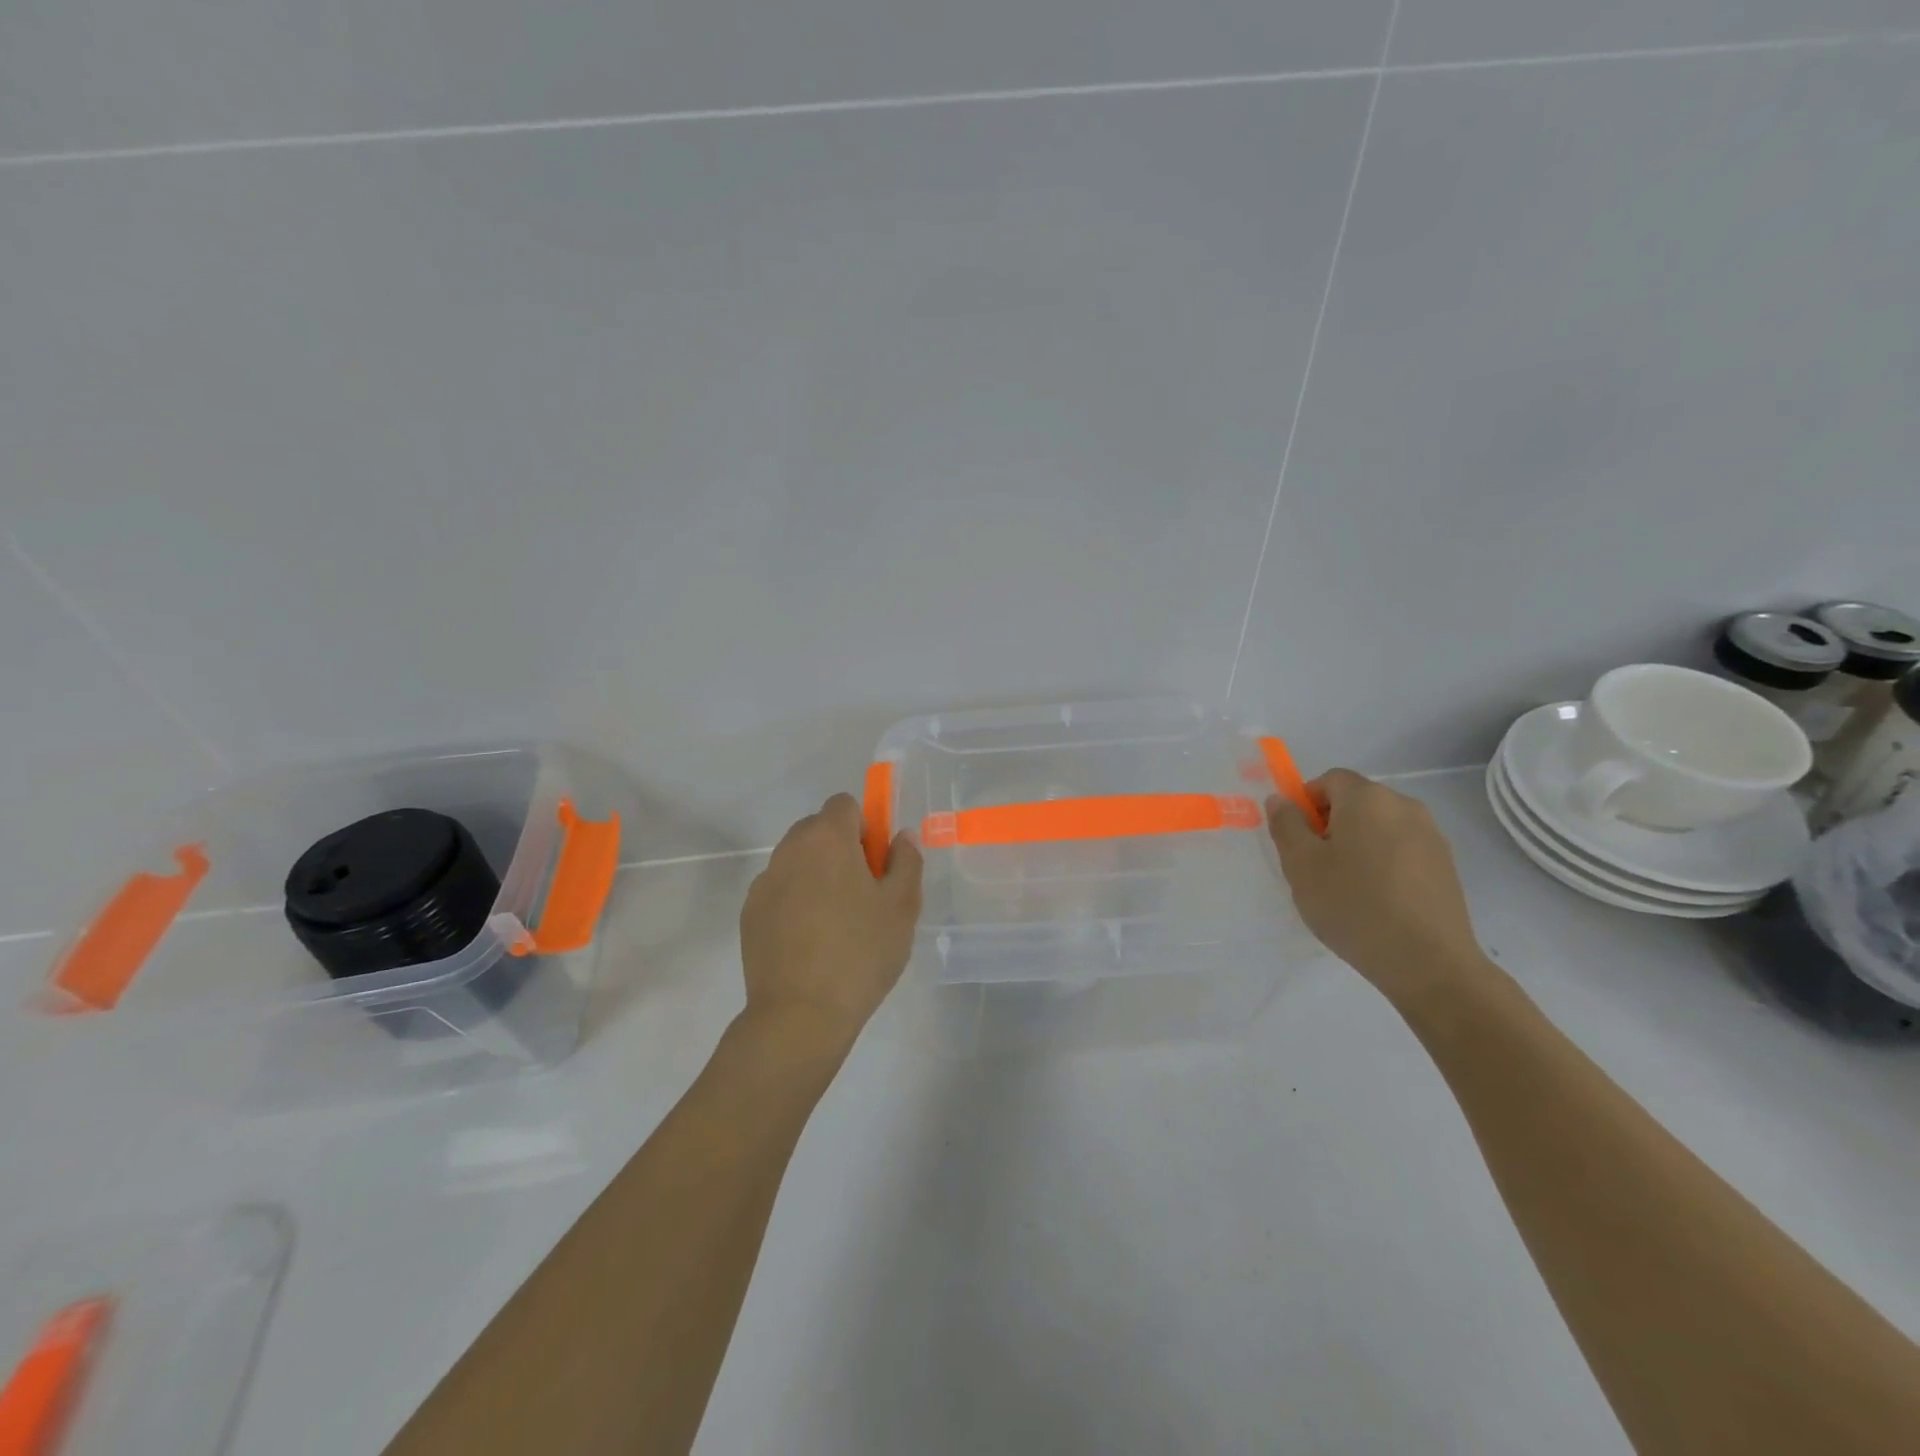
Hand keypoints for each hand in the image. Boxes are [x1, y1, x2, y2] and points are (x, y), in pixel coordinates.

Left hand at [739, 793, 923, 1057]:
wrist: (800, 1015)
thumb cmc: (860, 953)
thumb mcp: (902, 906)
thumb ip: (906, 861)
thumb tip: (900, 836)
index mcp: (827, 839)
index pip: (844, 805)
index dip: (865, 827)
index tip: (877, 864)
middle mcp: (789, 850)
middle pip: (818, 829)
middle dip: (841, 849)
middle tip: (863, 894)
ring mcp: (764, 883)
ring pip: (797, 861)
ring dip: (817, 875)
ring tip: (836, 924)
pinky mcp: (749, 914)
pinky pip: (779, 891)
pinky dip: (795, 902)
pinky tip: (810, 943)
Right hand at [1267, 769, 1487, 1004]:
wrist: (1427, 961)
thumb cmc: (1352, 905)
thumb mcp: (1301, 865)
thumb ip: (1286, 825)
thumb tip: (1281, 799)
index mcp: (1367, 798)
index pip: (1329, 780)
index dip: (1306, 802)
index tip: (1298, 839)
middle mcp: (1404, 806)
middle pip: (1356, 802)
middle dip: (1331, 825)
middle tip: (1316, 867)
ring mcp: (1431, 836)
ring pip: (1380, 828)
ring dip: (1358, 845)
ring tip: (1347, 889)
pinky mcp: (1446, 866)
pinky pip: (1402, 851)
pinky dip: (1384, 864)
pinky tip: (1377, 902)